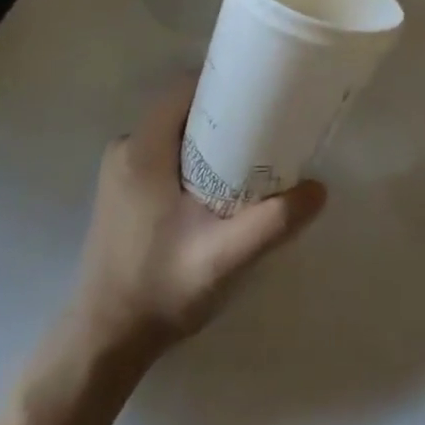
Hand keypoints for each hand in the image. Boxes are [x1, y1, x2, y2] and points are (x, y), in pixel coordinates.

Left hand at [66, 79, 326, 355]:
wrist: (104, 343)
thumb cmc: (158, 290)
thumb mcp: (223, 257)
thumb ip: (272, 222)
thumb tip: (319, 188)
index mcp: (142, 149)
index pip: (186, 87)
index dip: (226, 81)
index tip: (264, 91)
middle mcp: (126, 149)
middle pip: (184, 107)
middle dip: (227, 111)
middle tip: (269, 125)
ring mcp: (121, 170)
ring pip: (176, 131)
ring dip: (212, 135)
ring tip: (253, 152)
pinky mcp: (123, 191)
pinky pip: (165, 152)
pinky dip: (195, 155)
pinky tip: (221, 182)